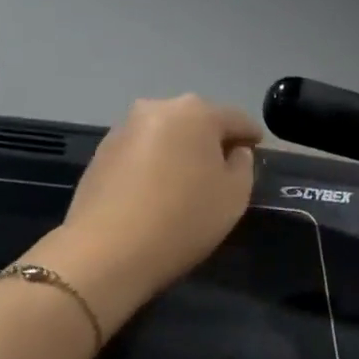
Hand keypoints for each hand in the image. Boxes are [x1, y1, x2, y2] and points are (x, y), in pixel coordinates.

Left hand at [34, 95, 262, 327]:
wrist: (108, 250)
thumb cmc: (184, 219)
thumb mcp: (234, 196)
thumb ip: (243, 165)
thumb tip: (233, 151)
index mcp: (196, 112)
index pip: (236, 118)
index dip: (251, 135)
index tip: (257, 149)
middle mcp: (157, 107)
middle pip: (197, 121)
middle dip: (212, 140)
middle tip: (223, 169)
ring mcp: (124, 128)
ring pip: (166, 135)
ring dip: (180, 151)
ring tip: (188, 182)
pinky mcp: (101, 153)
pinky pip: (141, 152)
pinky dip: (155, 164)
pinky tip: (158, 192)